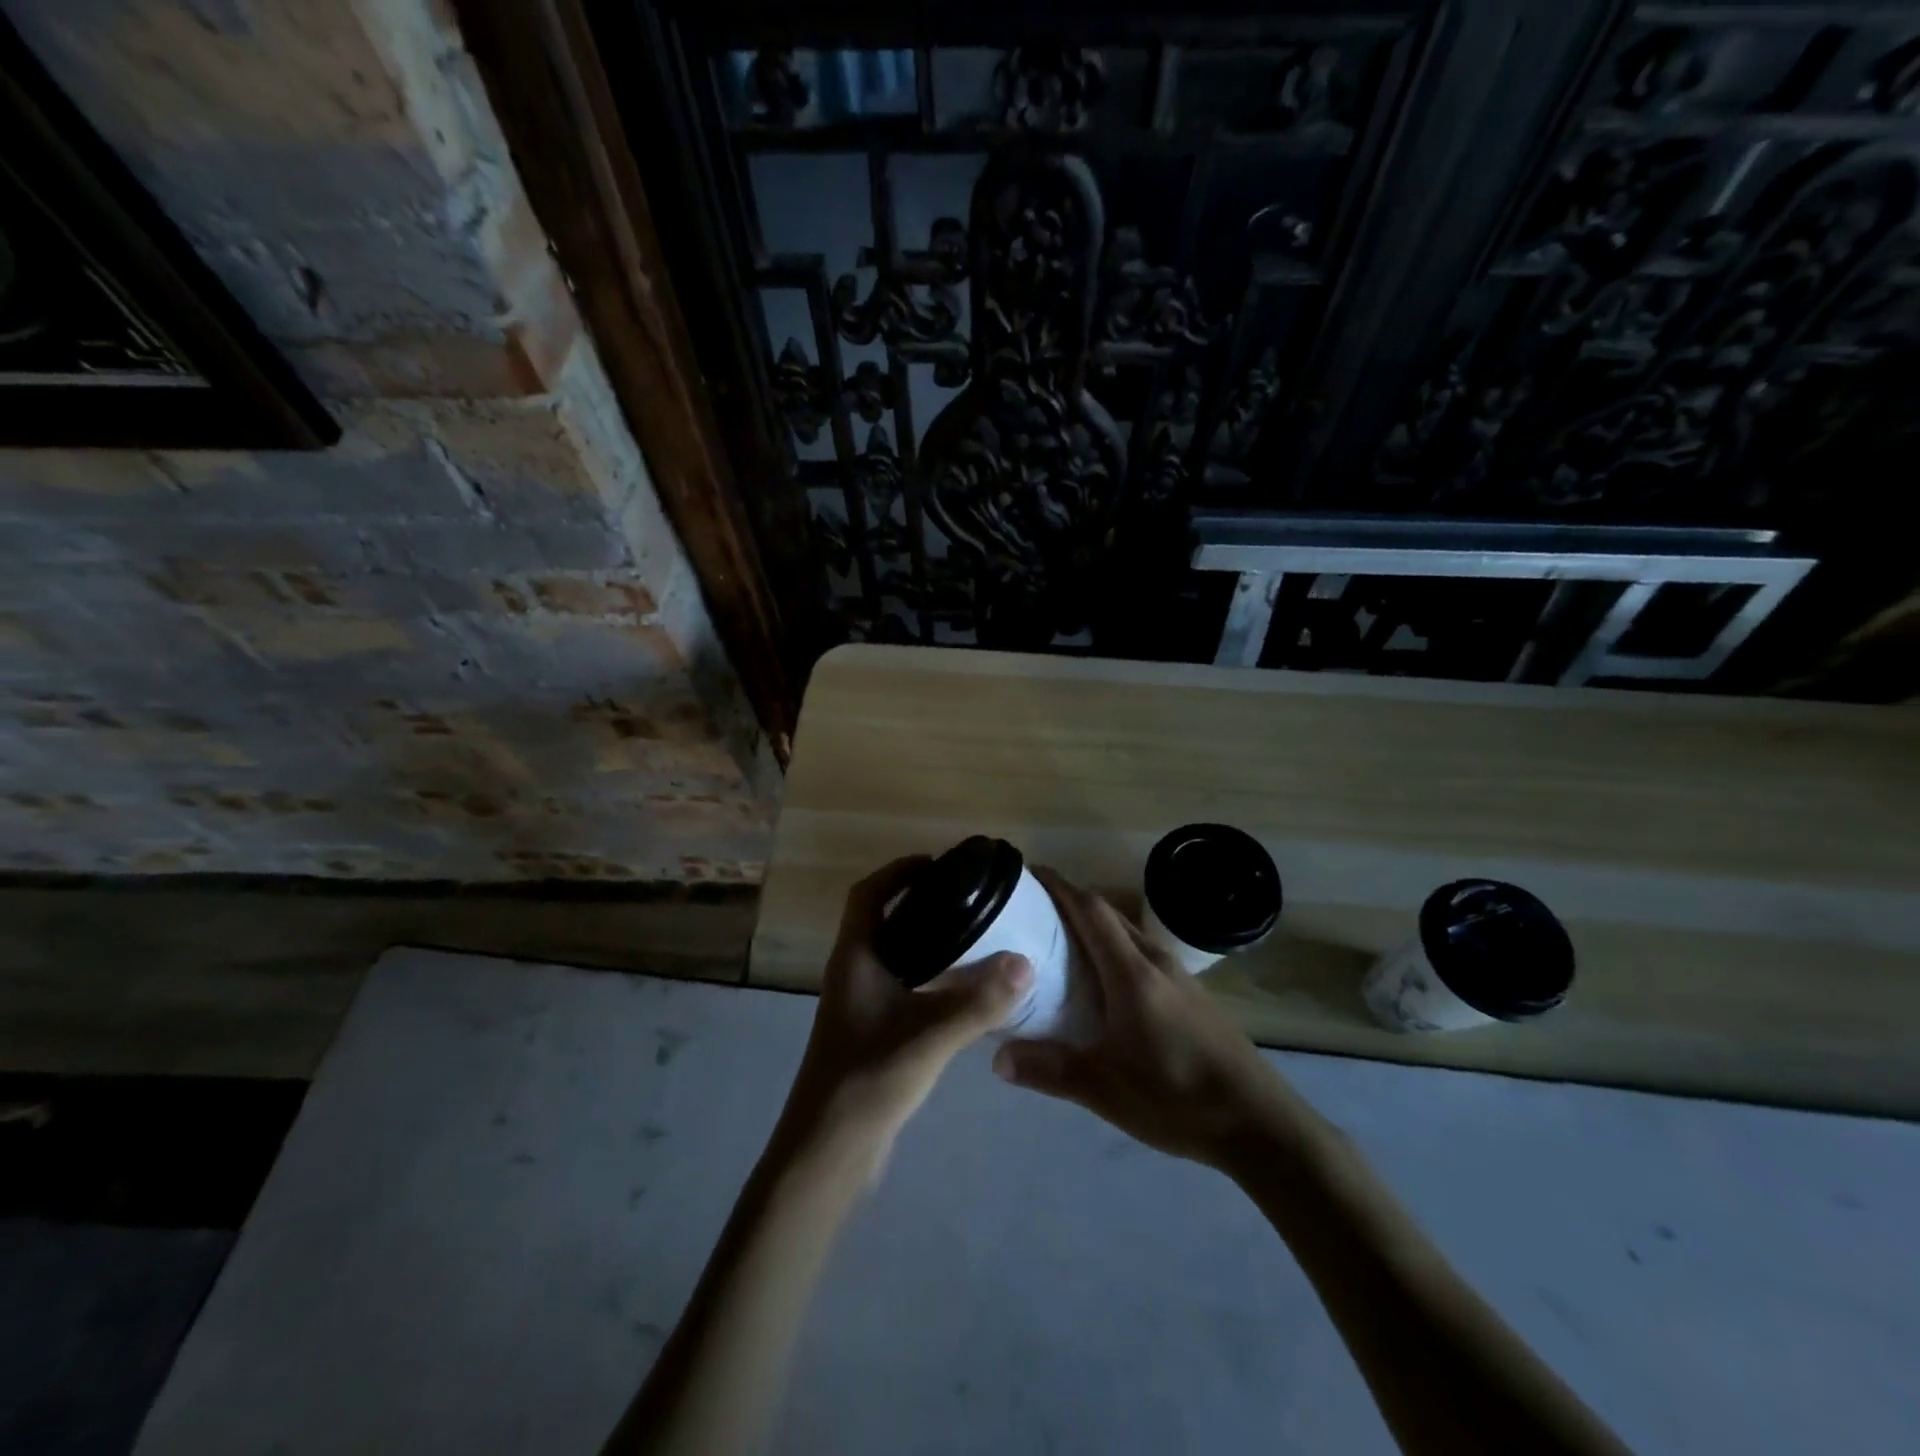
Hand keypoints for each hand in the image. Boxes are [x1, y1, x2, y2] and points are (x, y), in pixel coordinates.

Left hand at [778, 856, 1033, 1173]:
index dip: (898, 871)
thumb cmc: (868, 1079)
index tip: (939, 864)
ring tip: (973, 935)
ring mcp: (859, 1004)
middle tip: (967, 898)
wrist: (827, 1151)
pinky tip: (962, 991)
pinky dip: (928, 975)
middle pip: (881, 919)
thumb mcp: (930, 1036)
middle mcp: (852, 972)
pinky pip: (901, 986)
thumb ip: (978, 1001)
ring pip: (892, 955)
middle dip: (919, 901)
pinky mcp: (870, 1031)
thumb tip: (1025, 962)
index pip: (868, 894)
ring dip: (925, 938)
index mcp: (855, 957)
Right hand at [992, 867, 1305, 1170]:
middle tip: (1031, 911)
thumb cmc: (1178, 1098)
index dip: (1060, 887)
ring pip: (1127, 934)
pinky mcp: (1191, 996)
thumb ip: (1050, 1071)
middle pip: (1108, 915)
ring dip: (1093, 927)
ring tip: (1057, 943)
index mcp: (1132, 973)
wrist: (1261, 1124)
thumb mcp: (1105, 1091)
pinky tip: (1101, 982)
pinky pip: (1142, 955)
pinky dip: (1113, 950)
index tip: (1029, 874)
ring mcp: (1178, 978)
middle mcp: (1156, 962)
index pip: (1091, 911)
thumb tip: (997, 1059)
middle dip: (1071, 902)